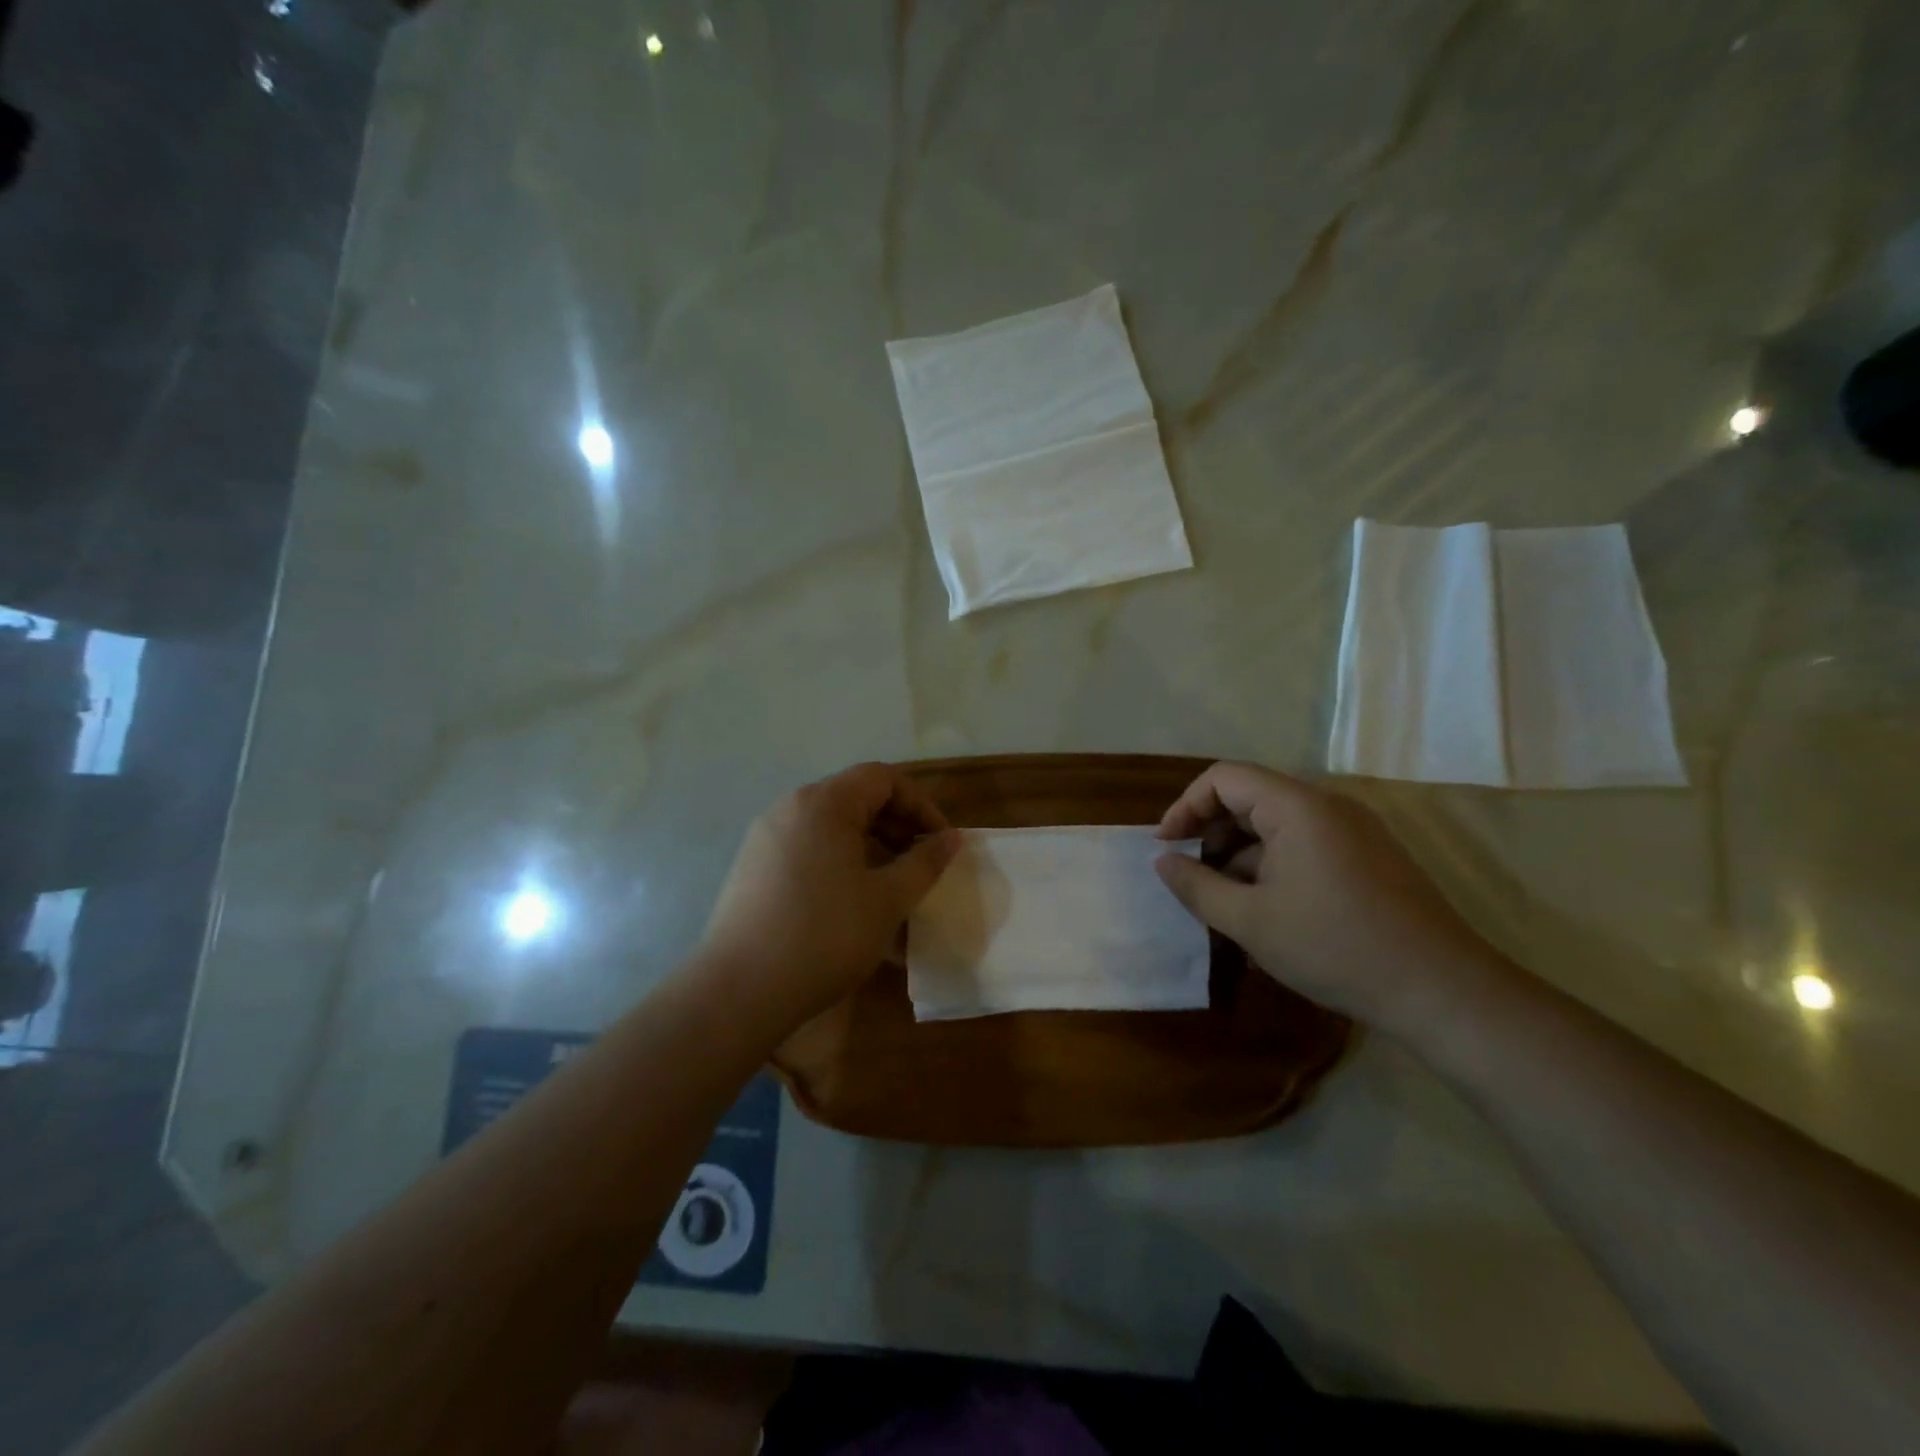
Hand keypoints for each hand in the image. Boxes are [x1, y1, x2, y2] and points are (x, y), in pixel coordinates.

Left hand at [701, 763, 959, 1025]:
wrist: (739, 990)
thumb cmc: (825, 936)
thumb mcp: (888, 900)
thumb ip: (925, 862)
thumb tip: (951, 838)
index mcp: (823, 803)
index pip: (883, 778)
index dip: (920, 804)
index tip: (940, 843)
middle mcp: (790, 808)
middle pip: (855, 798)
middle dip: (896, 827)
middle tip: (920, 866)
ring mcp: (766, 837)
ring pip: (831, 827)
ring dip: (869, 848)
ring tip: (890, 889)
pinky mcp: (752, 867)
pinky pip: (807, 850)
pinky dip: (838, 864)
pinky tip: (851, 906)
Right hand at [1154, 762, 1508, 1035]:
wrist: (1441, 990)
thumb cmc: (1335, 947)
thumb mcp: (1250, 921)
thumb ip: (1197, 886)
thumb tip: (1163, 861)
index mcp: (1297, 807)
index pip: (1223, 778)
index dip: (1185, 806)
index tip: (1165, 847)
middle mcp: (1327, 805)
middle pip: (1250, 797)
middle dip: (1211, 831)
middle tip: (1189, 875)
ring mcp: (1354, 830)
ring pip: (1277, 824)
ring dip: (1240, 853)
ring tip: (1222, 900)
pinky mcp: (1369, 856)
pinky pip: (1305, 843)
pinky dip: (1272, 864)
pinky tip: (1264, 909)